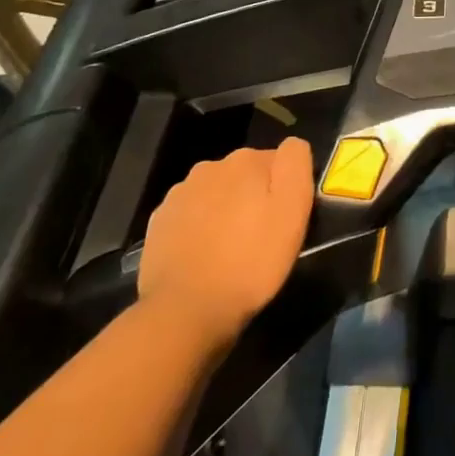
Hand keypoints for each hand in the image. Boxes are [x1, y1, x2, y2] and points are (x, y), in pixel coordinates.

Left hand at [137, 138, 314, 350]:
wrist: (186, 310)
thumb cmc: (252, 260)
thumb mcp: (293, 210)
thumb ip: (295, 164)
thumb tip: (291, 145)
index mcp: (246, 160)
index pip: (278, 160)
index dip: (285, 188)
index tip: (285, 217)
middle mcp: (210, 167)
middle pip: (245, 174)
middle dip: (254, 195)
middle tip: (261, 234)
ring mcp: (180, 194)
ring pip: (216, 193)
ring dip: (226, 209)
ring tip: (231, 247)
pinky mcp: (159, 222)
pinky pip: (190, 215)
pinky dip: (199, 227)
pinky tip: (204, 254)